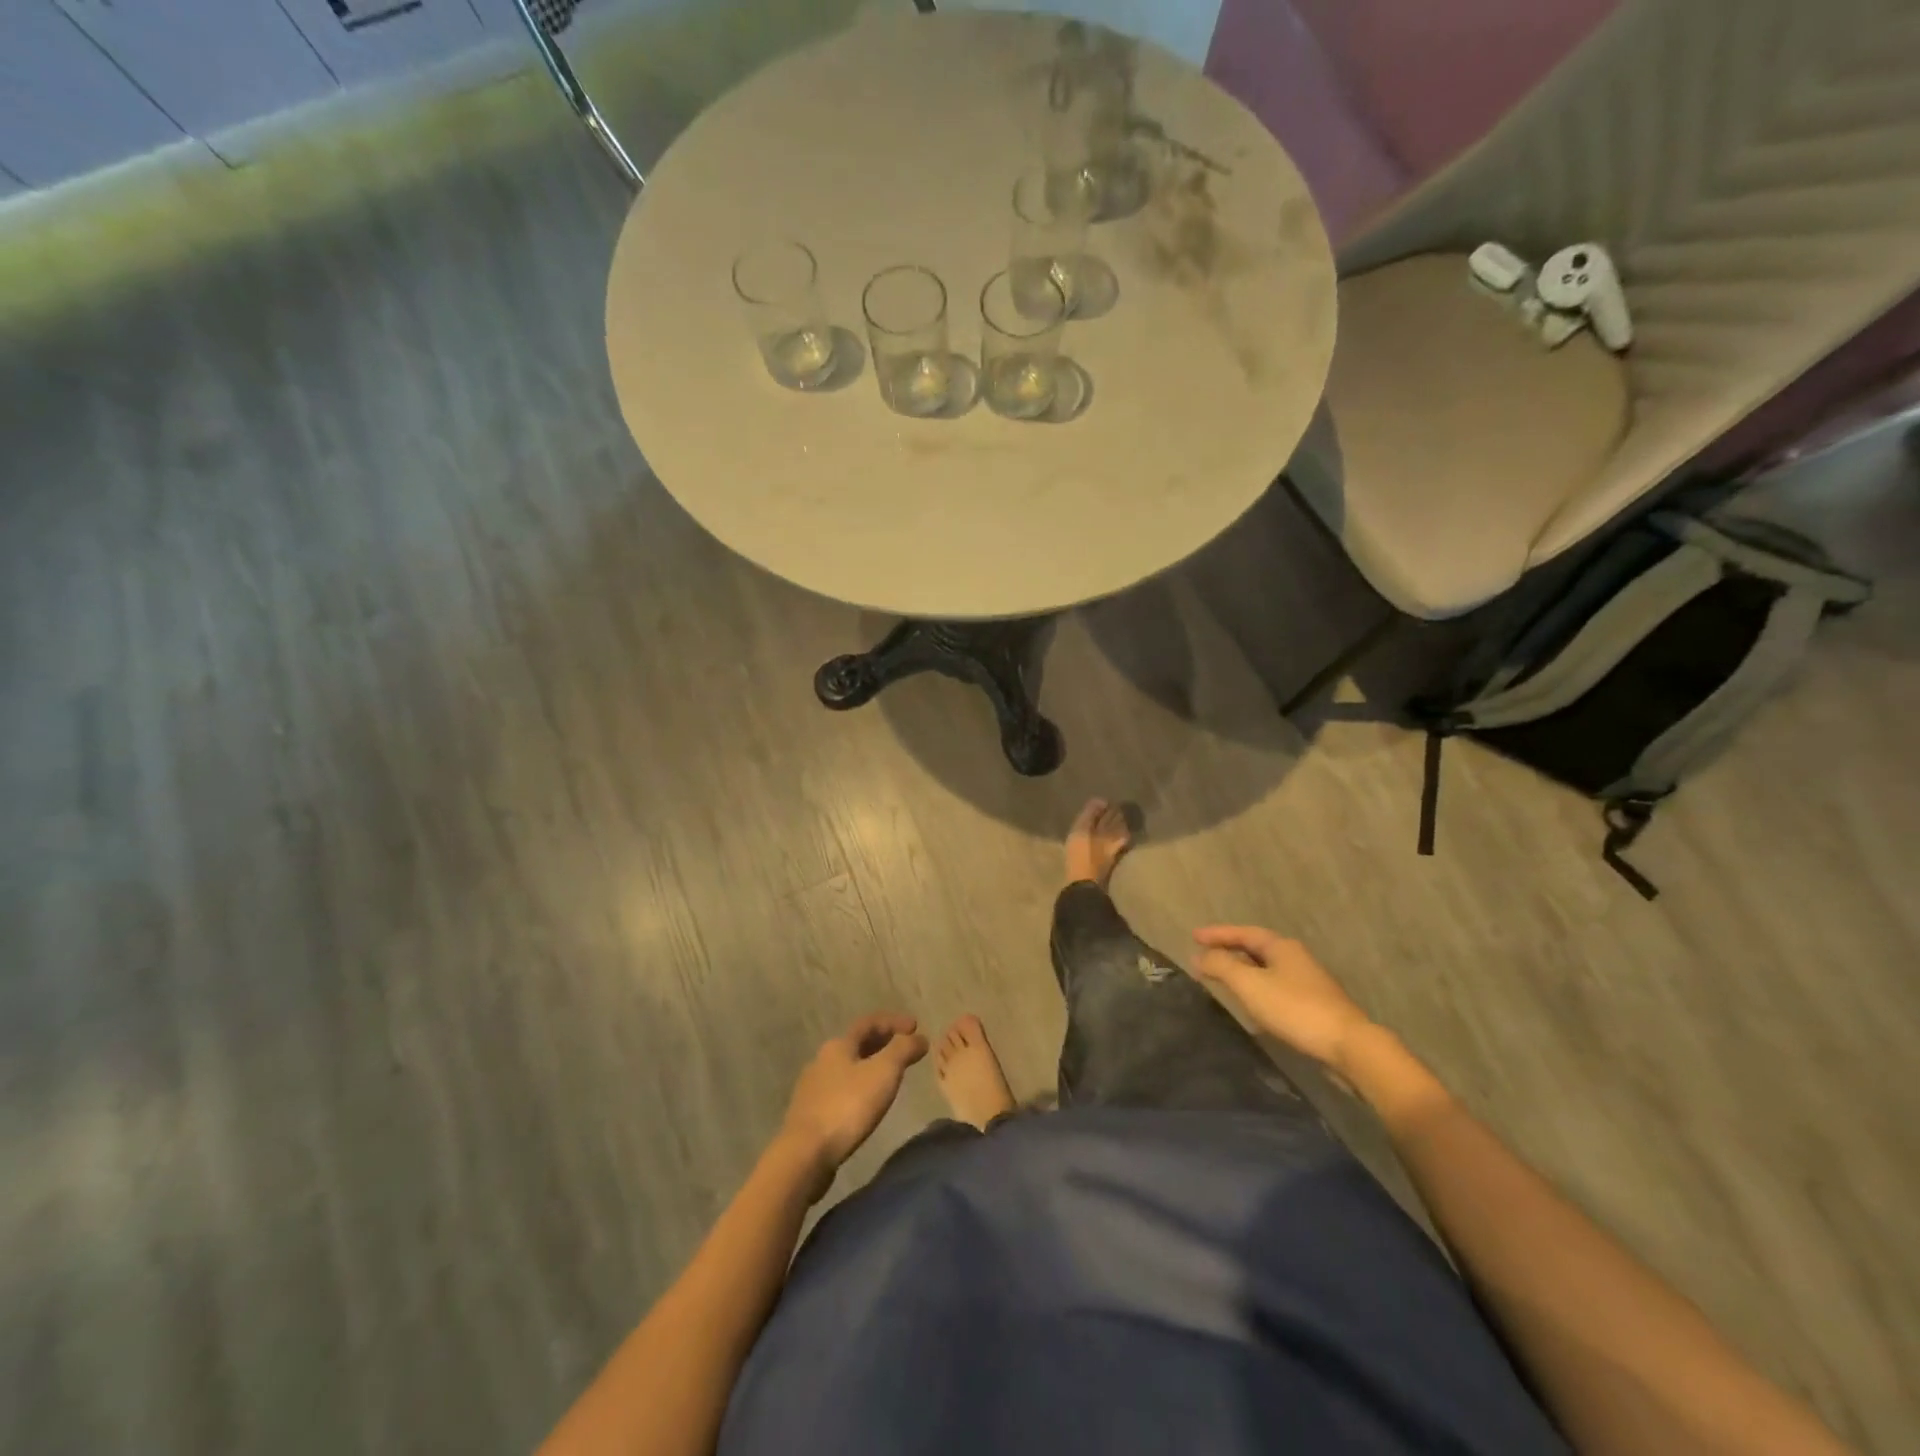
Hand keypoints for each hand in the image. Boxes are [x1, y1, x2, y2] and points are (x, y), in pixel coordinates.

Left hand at [780, 1013, 928, 1178]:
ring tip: (890, 1075)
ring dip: (870, 1065)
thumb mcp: (883, 1072)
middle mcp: (822, 1060)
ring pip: (848, 1067)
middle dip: (883, 1042)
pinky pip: (841, 1090)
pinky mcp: (811, 1114)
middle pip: (857, 1043)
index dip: (893, 1021)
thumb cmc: (848, 1106)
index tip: (916, 1026)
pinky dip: (859, 1087)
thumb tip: (920, 1037)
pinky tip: (867, 1102)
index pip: (869, 1023)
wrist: (805, 1154)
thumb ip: (903, 1050)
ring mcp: (813, 1088)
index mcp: (838, 1045)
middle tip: (905, 1047)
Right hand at [1190, 926, 1374, 1069]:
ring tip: (1222, 976)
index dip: (1217, 934)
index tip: (1193, 936)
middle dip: (1229, 949)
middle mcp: (1295, 958)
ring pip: (1266, 968)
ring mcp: (1307, 981)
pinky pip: (1275, 986)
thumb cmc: (1295, 1008)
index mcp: (1281, 947)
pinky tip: (1251, 1002)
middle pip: (1256, 948)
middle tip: (1204, 954)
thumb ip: (1222, 967)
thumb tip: (1198, 955)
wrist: (1348, 1046)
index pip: (1243, 933)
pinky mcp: (1313, 1004)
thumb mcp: (1250, 985)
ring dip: (1242, 969)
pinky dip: (1256, 987)